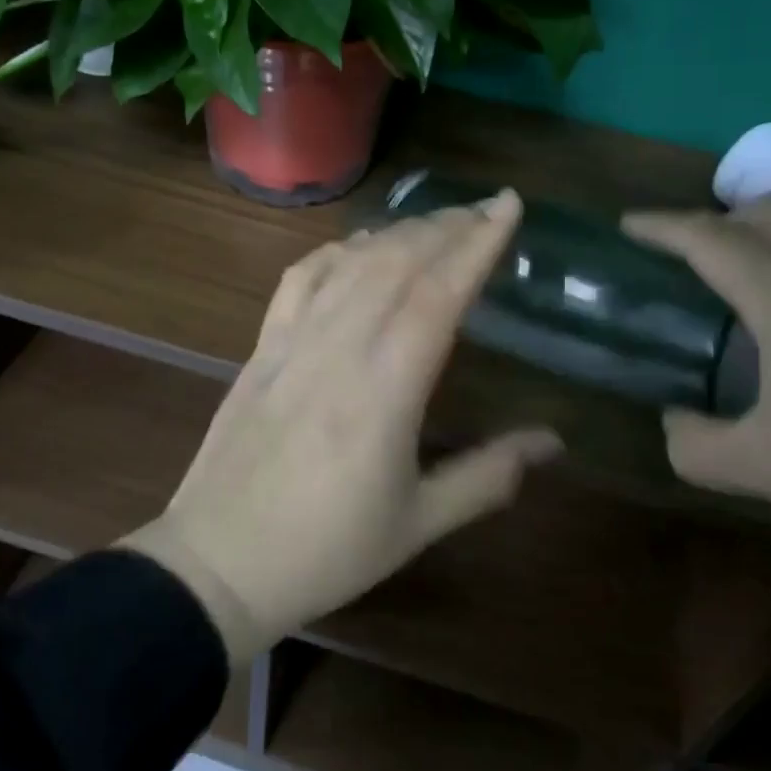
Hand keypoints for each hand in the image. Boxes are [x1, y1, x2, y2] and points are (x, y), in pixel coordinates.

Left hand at [120, 191, 561, 665]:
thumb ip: (489, 476)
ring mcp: (293, 342)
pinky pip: (301, 279)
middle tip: (484, 209)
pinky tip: (358, 246)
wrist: (217, 563)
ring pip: (351, 263)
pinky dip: (336, 251)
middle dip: (447, 226)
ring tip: (437, 222)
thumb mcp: (418, 524)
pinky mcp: (262, 347)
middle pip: (397, 262)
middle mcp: (339, 349)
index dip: (477, 244)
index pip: (438, 295)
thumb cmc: (326, 551)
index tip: (507, 206)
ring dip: (399, 231)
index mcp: (385, 391)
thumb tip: (554, 441)